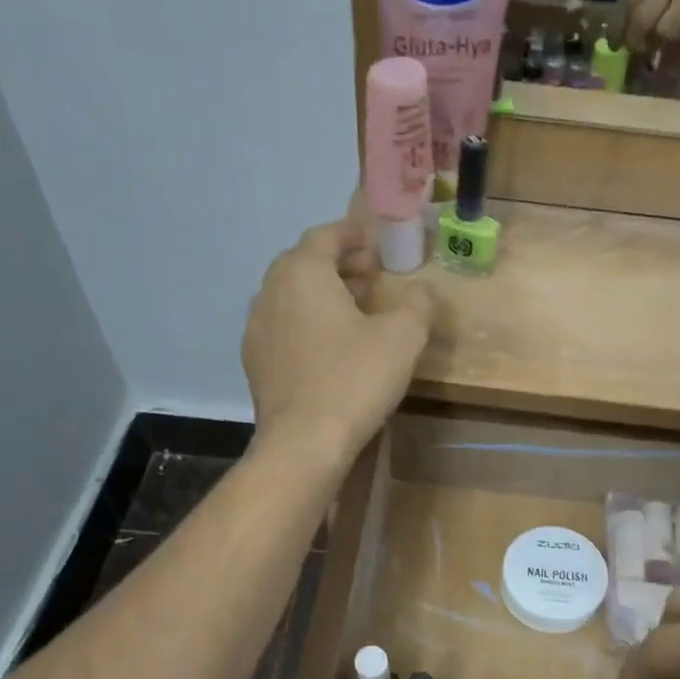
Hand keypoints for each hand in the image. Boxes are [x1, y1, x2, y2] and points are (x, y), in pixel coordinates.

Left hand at [241, 218, 434, 465]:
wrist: (304, 443)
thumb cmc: (354, 380)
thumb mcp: (403, 339)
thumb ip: (418, 305)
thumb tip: (424, 292)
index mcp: (302, 274)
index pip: (324, 236)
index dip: (352, 235)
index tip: (375, 244)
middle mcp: (270, 293)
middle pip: (302, 263)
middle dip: (337, 264)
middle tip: (370, 277)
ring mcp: (256, 329)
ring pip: (289, 296)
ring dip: (320, 294)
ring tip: (352, 312)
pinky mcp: (255, 363)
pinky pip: (282, 327)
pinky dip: (305, 322)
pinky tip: (328, 348)